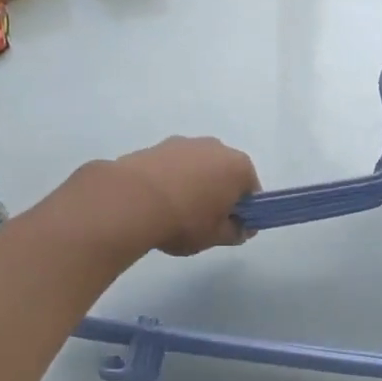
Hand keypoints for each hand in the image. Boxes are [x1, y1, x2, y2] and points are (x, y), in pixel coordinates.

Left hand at [107, 137, 260, 255]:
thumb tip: (241, 228)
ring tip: (174, 211)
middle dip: (218, 192)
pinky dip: (169, 179)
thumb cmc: (184, 220)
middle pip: (224, 172)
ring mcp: (184, 143)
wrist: (130, 202)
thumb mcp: (215, 236)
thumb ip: (235, 232)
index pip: (251, 189)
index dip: (243, 210)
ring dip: (192, 183)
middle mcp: (216, 147)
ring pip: (197, 166)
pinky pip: (171, 166)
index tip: (231, 226)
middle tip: (204, 219)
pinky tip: (155, 202)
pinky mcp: (155, 146)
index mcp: (238, 167)